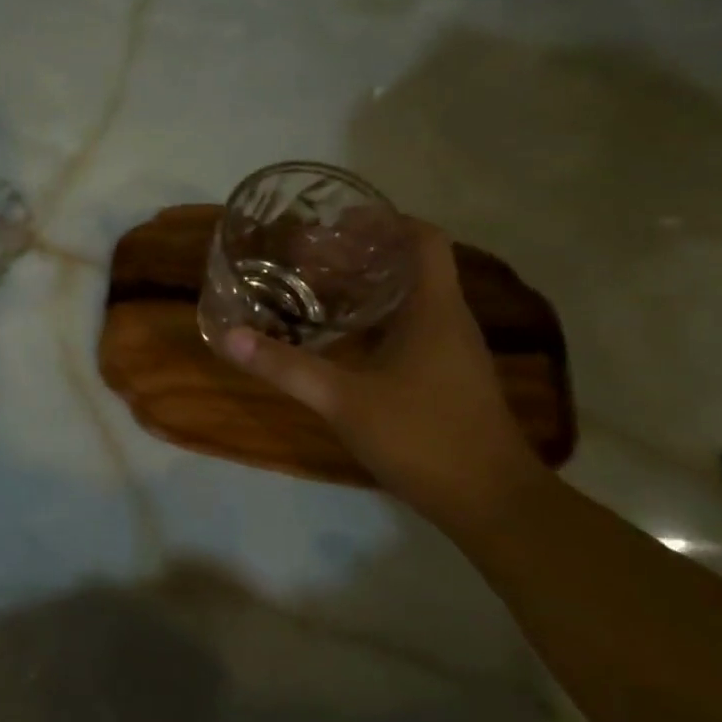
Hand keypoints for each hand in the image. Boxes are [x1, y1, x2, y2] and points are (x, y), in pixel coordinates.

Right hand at [221, 221, 548, 522]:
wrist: (491, 502)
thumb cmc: (423, 437)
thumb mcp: (343, 399)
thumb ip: (286, 366)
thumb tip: (230, 336)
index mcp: (433, 309)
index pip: (422, 238)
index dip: (383, 220)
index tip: (335, 222)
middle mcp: (447, 320)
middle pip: (410, 264)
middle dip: (360, 253)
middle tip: (306, 256)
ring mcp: (450, 350)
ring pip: (408, 298)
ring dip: (365, 286)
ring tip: (313, 288)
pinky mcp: (444, 376)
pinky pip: (408, 328)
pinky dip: (372, 320)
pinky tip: (338, 338)